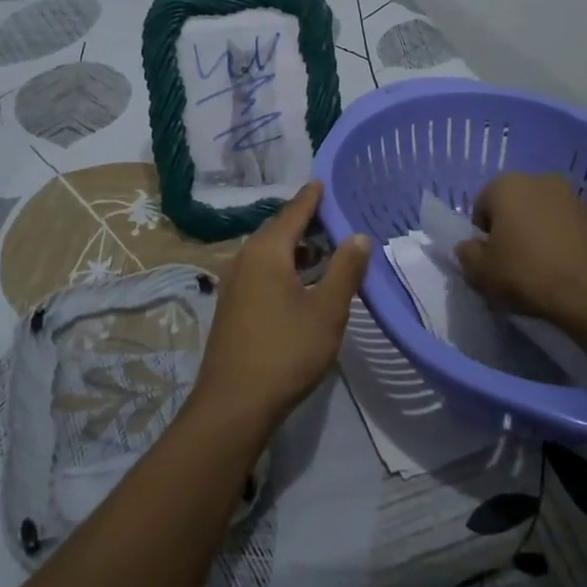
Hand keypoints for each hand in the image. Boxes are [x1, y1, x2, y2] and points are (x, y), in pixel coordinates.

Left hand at [190, 181, 369, 436]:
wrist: (234, 403)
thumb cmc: (286, 351)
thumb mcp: (327, 311)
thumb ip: (345, 270)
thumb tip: (357, 236)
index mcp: (266, 252)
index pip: (292, 213)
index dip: (310, 198)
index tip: (322, 182)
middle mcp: (243, 259)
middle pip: (276, 230)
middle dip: (303, 222)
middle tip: (330, 216)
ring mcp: (232, 283)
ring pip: (266, 253)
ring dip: (292, 247)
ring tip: (321, 250)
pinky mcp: (230, 306)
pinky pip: (258, 271)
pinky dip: (280, 266)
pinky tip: (298, 282)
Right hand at [456, 172, 586, 331]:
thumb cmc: (527, 275)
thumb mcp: (481, 273)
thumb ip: (467, 255)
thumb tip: (470, 247)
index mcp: (506, 185)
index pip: (481, 207)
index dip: (482, 236)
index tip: (490, 261)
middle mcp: (540, 180)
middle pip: (513, 207)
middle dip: (510, 230)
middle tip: (512, 265)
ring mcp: (573, 197)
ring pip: (542, 216)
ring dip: (537, 235)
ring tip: (540, 270)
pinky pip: (568, 229)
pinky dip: (562, 243)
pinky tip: (564, 270)